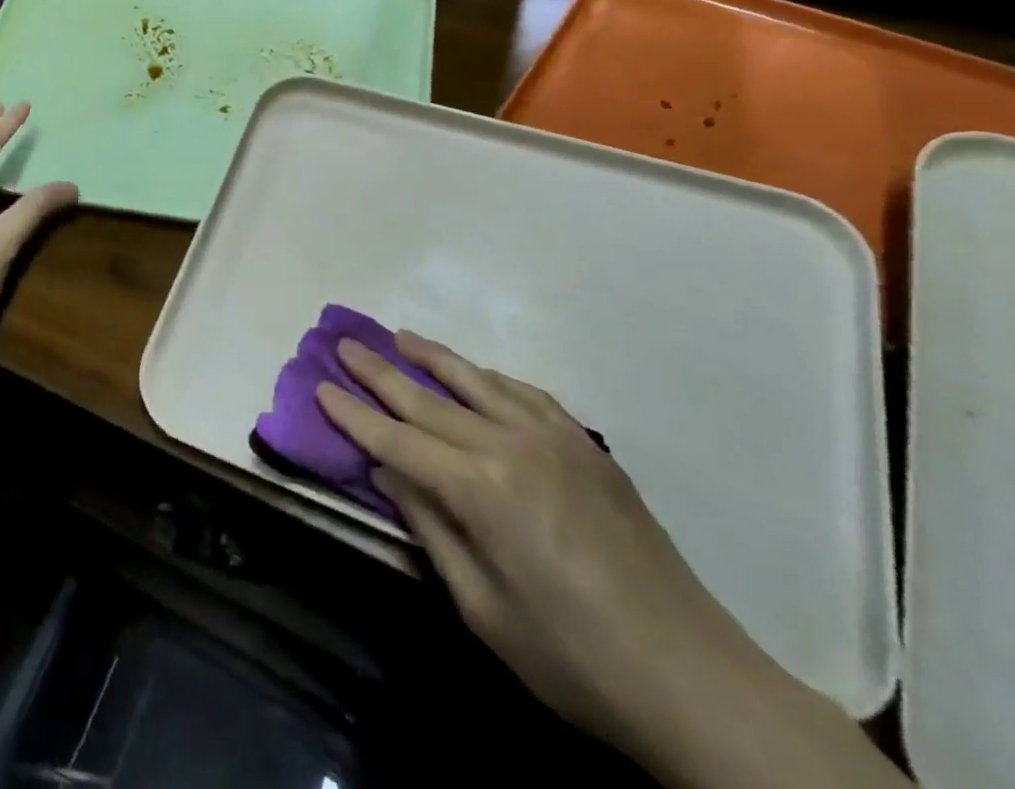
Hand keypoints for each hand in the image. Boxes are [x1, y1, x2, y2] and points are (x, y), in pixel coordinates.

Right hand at [318, 334, 770, 759]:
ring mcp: (554, 438)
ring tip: (399, 335)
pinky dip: (490, 378)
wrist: (694, 678)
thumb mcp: (482, 608)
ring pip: (477, 381)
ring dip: (432, 356)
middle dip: (380, 372)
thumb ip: (431, 527)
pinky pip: (526, 394)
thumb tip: (387, 472)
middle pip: (429, 400)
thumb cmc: (574, 658)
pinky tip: (475, 374)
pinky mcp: (586, 445)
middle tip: (345, 342)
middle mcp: (512, 445)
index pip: (397, 440)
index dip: (354, 415)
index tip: (320, 386)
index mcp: (481, 489)